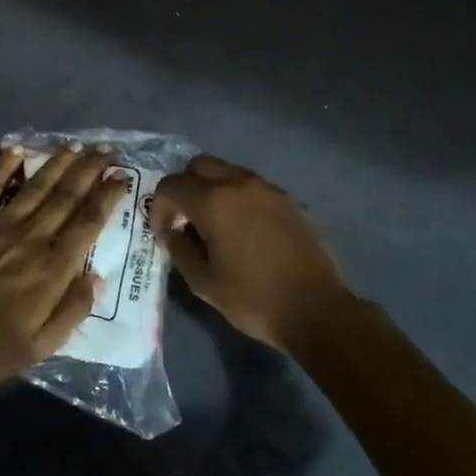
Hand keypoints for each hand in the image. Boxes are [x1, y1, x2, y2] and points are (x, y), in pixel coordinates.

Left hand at [0, 144, 128, 389]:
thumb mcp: (40, 348)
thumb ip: (72, 311)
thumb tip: (97, 278)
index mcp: (52, 269)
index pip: (88, 223)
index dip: (108, 196)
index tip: (122, 176)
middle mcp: (30, 238)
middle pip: (67, 196)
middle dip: (89, 170)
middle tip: (106, 150)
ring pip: (36, 186)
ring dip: (58, 163)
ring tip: (76, 145)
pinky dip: (4, 166)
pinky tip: (18, 148)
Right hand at [148, 155, 353, 349]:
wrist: (316, 310)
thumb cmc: (253, 299)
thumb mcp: (203, 283)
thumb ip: (179, 250)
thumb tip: (172, 232)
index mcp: (214, 201)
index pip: (171, 186)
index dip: (159, 208)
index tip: (164, 233)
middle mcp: (241, 184)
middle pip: (199, 166)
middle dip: (185, 188)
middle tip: (186, 220)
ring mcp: (270, 189)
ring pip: (229, 172)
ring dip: (213, 190)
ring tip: (216, 226)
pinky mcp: (290, 200)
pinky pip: (254, 187)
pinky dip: (239, 199)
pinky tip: (246, 232)